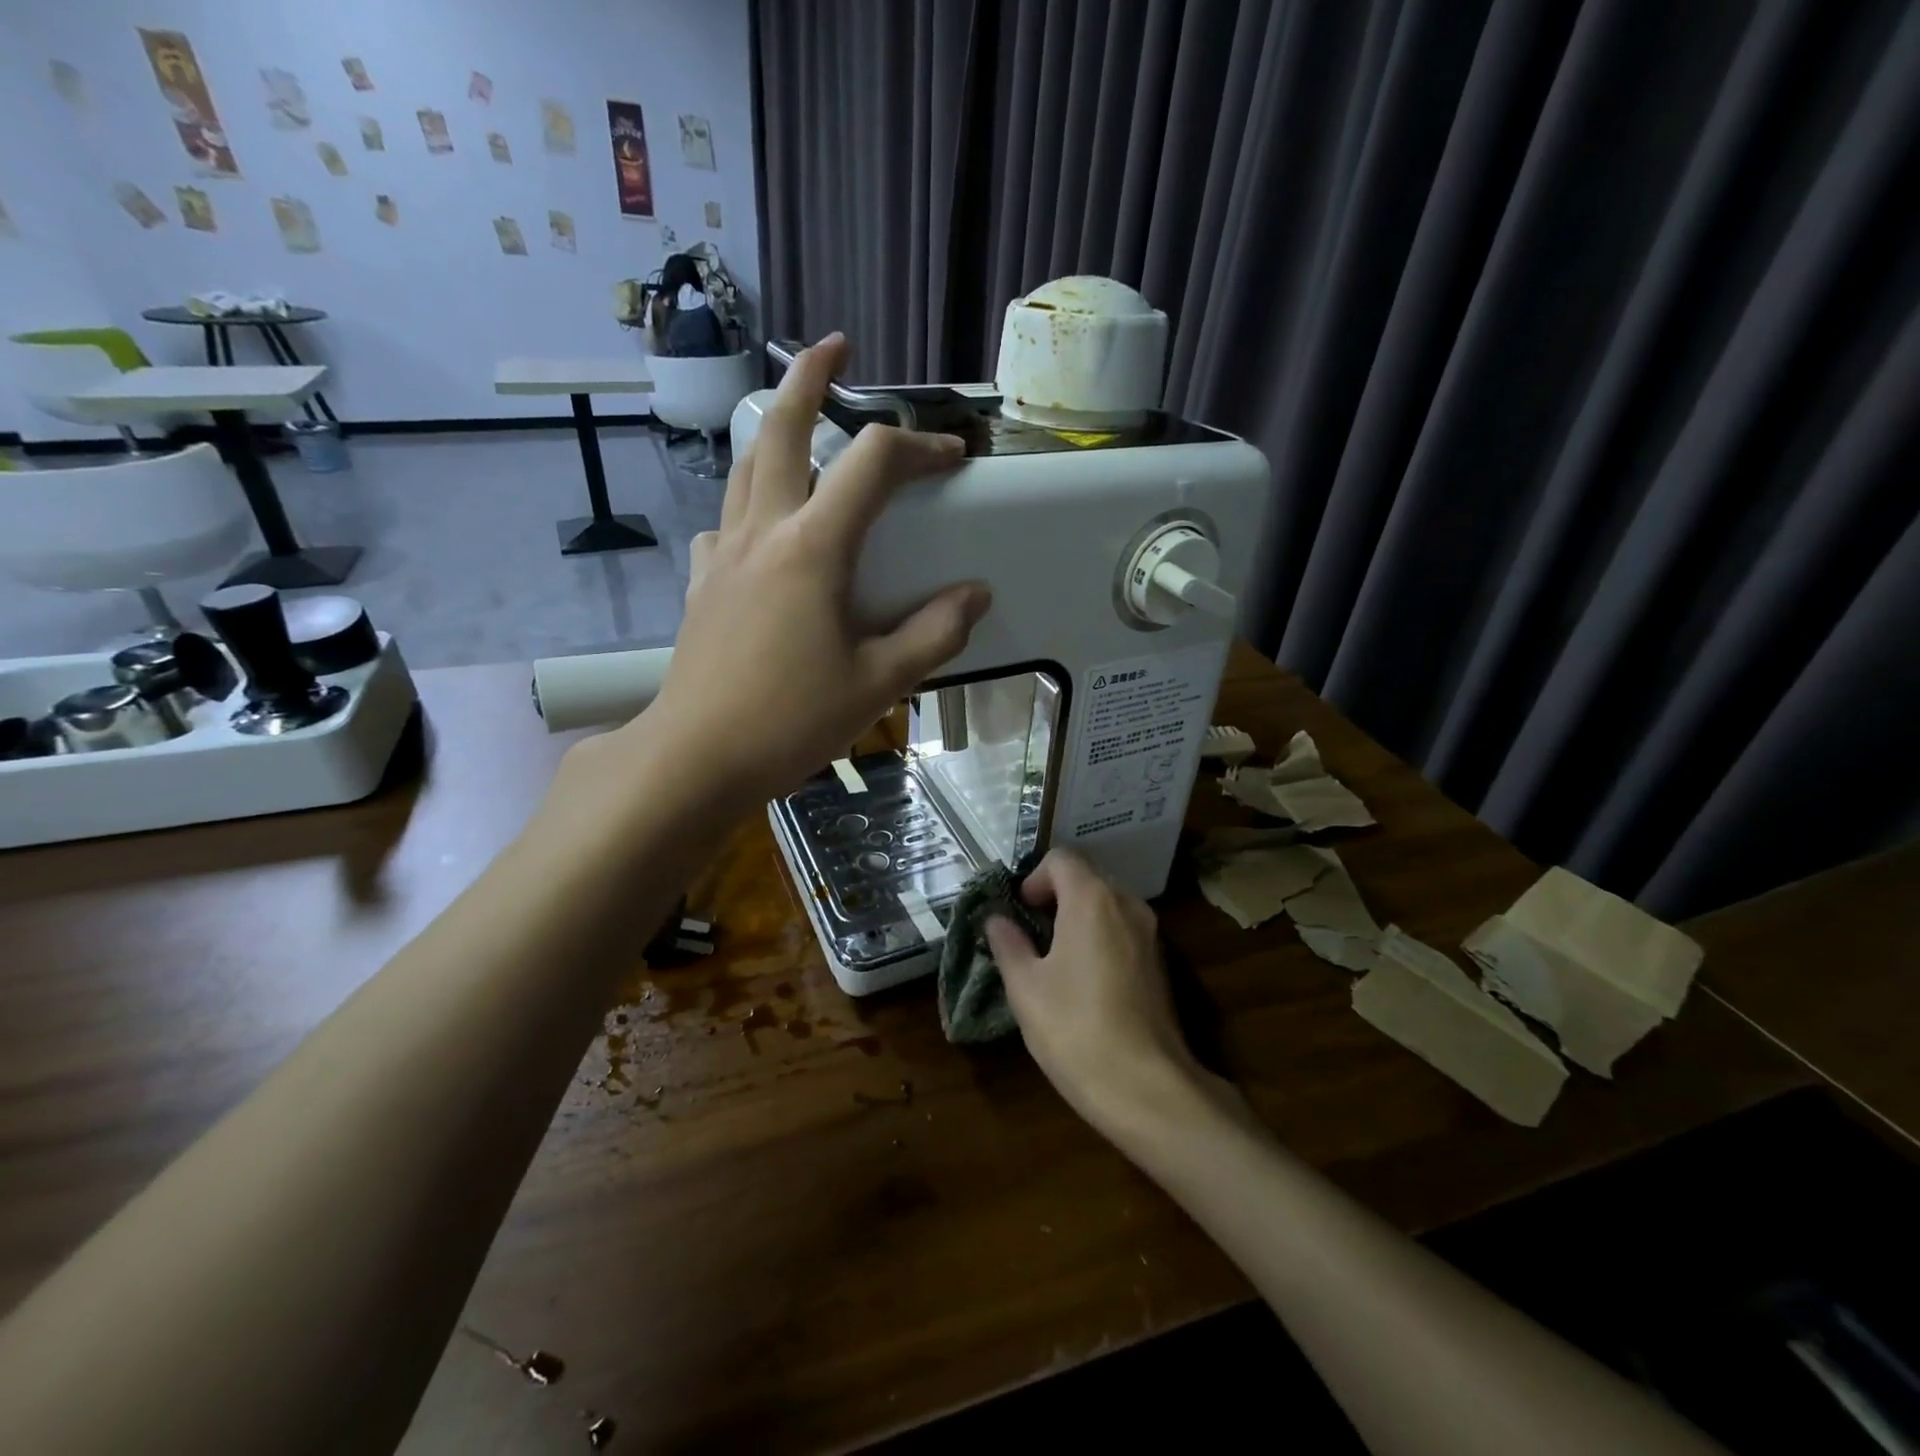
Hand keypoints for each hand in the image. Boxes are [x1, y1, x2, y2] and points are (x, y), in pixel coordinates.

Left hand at [636, 334, 989, 806]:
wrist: (695, 758)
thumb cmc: (790, 721)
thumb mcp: (880, 683)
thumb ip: (934, 633)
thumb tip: (975, 594)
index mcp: (812, 547)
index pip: (872, 463)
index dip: (919, 445)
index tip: (952, 456)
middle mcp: (762, 532)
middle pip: (779, 429)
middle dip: (809, 379)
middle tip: (834, 348)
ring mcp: (723, 555)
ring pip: (745, 469)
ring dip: (774, 433)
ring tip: (802, 428)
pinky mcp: (702, 585)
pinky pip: (725, 524)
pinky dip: (749, 508)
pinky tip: (764, 533)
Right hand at [987, 849, 1223, 1135]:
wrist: (1147, 1088)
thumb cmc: (1075, 1028)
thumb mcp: (1025, 986)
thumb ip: (1008, 943)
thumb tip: (996, 919)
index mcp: (1092, 899)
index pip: (1061, 858)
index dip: (1033, 879)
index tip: (1019, 913)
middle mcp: (1126, 904)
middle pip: (1086, 877)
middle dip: (1054, 897)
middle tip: (1030, 936)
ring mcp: (1150, 934)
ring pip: (1107, 904)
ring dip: (1077, 917)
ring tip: (1053, 959)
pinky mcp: (1161, 963)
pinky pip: (1123, 930)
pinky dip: (1100, 938)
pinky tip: (1084, 981)